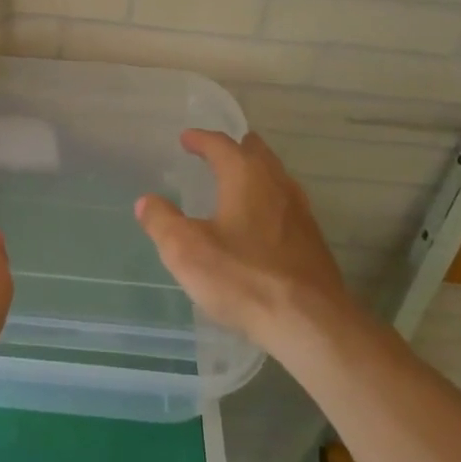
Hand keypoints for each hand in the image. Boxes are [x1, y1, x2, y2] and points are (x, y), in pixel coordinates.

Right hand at [135, 130, 351, 349]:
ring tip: (238, 182)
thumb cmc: (243, 278)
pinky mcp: (313, 239)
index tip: (186, 138)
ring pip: (276, 177)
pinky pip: (287, 204)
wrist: (310, 323)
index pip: (221, 145)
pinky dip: (270, 199)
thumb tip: (147, 201)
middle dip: (235, 148)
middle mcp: (276, 184)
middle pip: (256, 153)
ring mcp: (300, 211)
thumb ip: (162, 221)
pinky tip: (262, 221)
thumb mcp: (185, 251)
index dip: (201, 139)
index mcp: (245, 176)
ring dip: (256, 172)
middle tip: (216, 152)